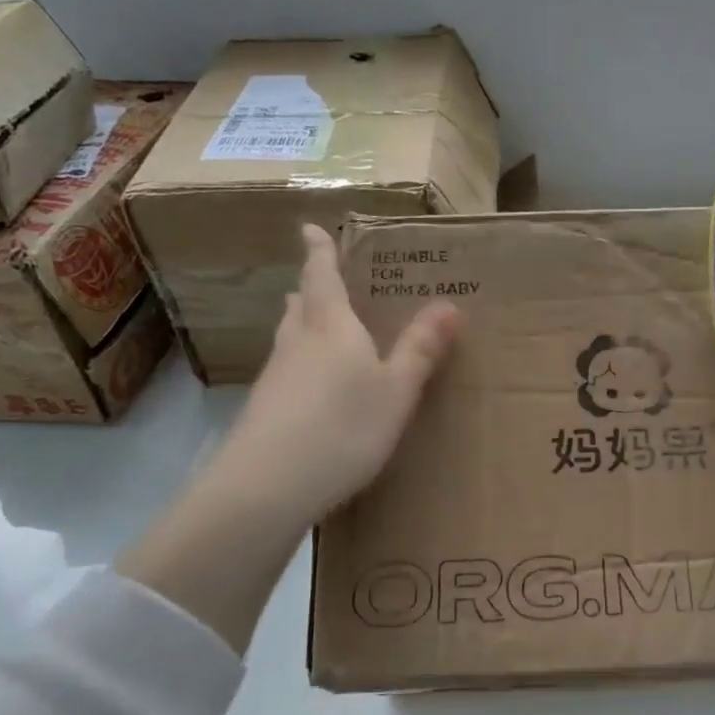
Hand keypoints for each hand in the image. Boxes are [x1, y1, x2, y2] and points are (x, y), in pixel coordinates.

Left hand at [214, 224, 462, 523]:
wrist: (266, 486)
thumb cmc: (343, 427)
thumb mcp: (396, 391)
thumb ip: (421, 349)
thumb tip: (450, 304)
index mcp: (331, 327)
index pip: (322, 277)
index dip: (320, 251)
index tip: (310, 228)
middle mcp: (297, 343)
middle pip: (301, 306)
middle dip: (312, 290)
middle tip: (324, 282)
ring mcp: (275, 377)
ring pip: (290, 338)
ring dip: (303, 325)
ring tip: (320, 327)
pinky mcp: (264, 410)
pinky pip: (286, 371)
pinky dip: (301, 364)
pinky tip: (314, 389)